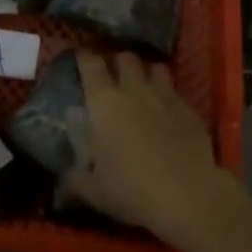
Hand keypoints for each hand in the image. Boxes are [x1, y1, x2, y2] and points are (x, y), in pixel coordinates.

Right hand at [69, 51, 240, 245]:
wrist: (186, 194)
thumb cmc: (131, 188)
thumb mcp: (93, 191)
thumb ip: (75, 179)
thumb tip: (64, 180)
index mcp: (104, 102)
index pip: (90, 64)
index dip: (85, 57)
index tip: (81, 57)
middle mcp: (133, 89)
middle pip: (126, 57)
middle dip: (119, 62)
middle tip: (115, 75)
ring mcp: (164, 95)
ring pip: (155, 67)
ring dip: (148, 73)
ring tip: (145, 87)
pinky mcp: (188, 108)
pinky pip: (176, 91)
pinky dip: (169, 96)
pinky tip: (168, 113)